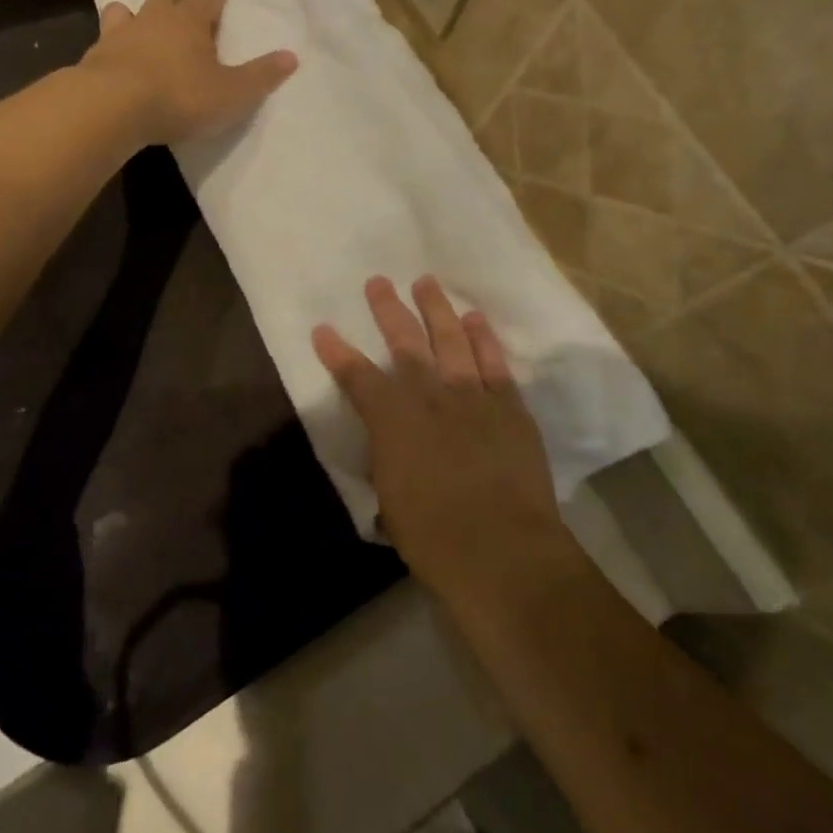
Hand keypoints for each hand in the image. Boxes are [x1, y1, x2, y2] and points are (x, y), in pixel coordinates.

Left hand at [80, 0, 296, 146]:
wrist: (112, 106)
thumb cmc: (180, 96)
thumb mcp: (231, 93)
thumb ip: (261, 76)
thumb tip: (292, 56)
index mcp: (190, 20)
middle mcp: (154, 18)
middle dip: (177, 1)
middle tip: (184, 9)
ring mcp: (119, 34)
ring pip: (128, 11)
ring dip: (137, 15)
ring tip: (141, 24)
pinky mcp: (94, 56)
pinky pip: (104, 40)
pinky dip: (112, 43)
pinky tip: (113, 55)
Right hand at [312, 276, 578, 603]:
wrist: (502, 550)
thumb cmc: (434, 537)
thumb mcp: (390, 502)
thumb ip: (387, 465)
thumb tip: (387, 453)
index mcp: (392, 422)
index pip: (357, 378)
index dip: (337, 353)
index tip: (323, 329)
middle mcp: (430, 398)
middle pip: (405, 344)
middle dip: (389, 311)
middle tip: (378, 283)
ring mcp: (473, 397)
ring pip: (451, 340)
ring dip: (437, 309)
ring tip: (426, 283)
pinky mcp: (509, 407)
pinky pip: (494, 362)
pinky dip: (483, 338)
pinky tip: (474, 319)